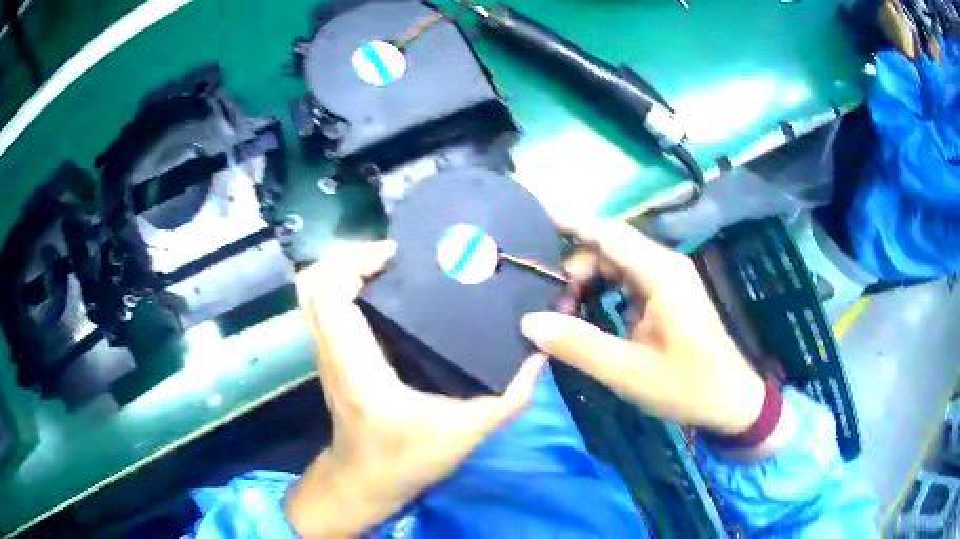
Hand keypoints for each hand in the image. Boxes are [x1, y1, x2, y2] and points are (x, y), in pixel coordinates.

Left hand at [287, 241, 544, 536]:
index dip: (355, 263)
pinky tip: (382, 288)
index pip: (331, 298)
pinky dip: (343, 284)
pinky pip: (324, 306)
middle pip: (314, 283)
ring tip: (388, 264)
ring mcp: (325, 353)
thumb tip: (538, 356)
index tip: (397, 253)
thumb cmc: (405, 461)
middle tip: (396, 254)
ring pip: (312, 292)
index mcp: (356, 368)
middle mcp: (331, 353)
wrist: (364, 482)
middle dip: (349, 255)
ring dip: (344, 268)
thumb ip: (507, 399)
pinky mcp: (331, 356)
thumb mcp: (465, 434)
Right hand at [521, 219, 768, 438]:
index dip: (569, 223)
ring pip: (616, 262)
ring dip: (587, 280)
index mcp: (661, 274)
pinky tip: (587, 314)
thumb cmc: (687, 386)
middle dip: (574, 266)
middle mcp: (665, 265)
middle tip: (549, 302)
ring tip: (563, 310)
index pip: (608, 233)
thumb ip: (578, 346)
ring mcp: (668, 278)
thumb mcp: (628, 373)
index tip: (531, 224)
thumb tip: (529, 321)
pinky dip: (602, 290)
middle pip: (609, 246)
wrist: (731, 400)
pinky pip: (627, 279)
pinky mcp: (668, 294)